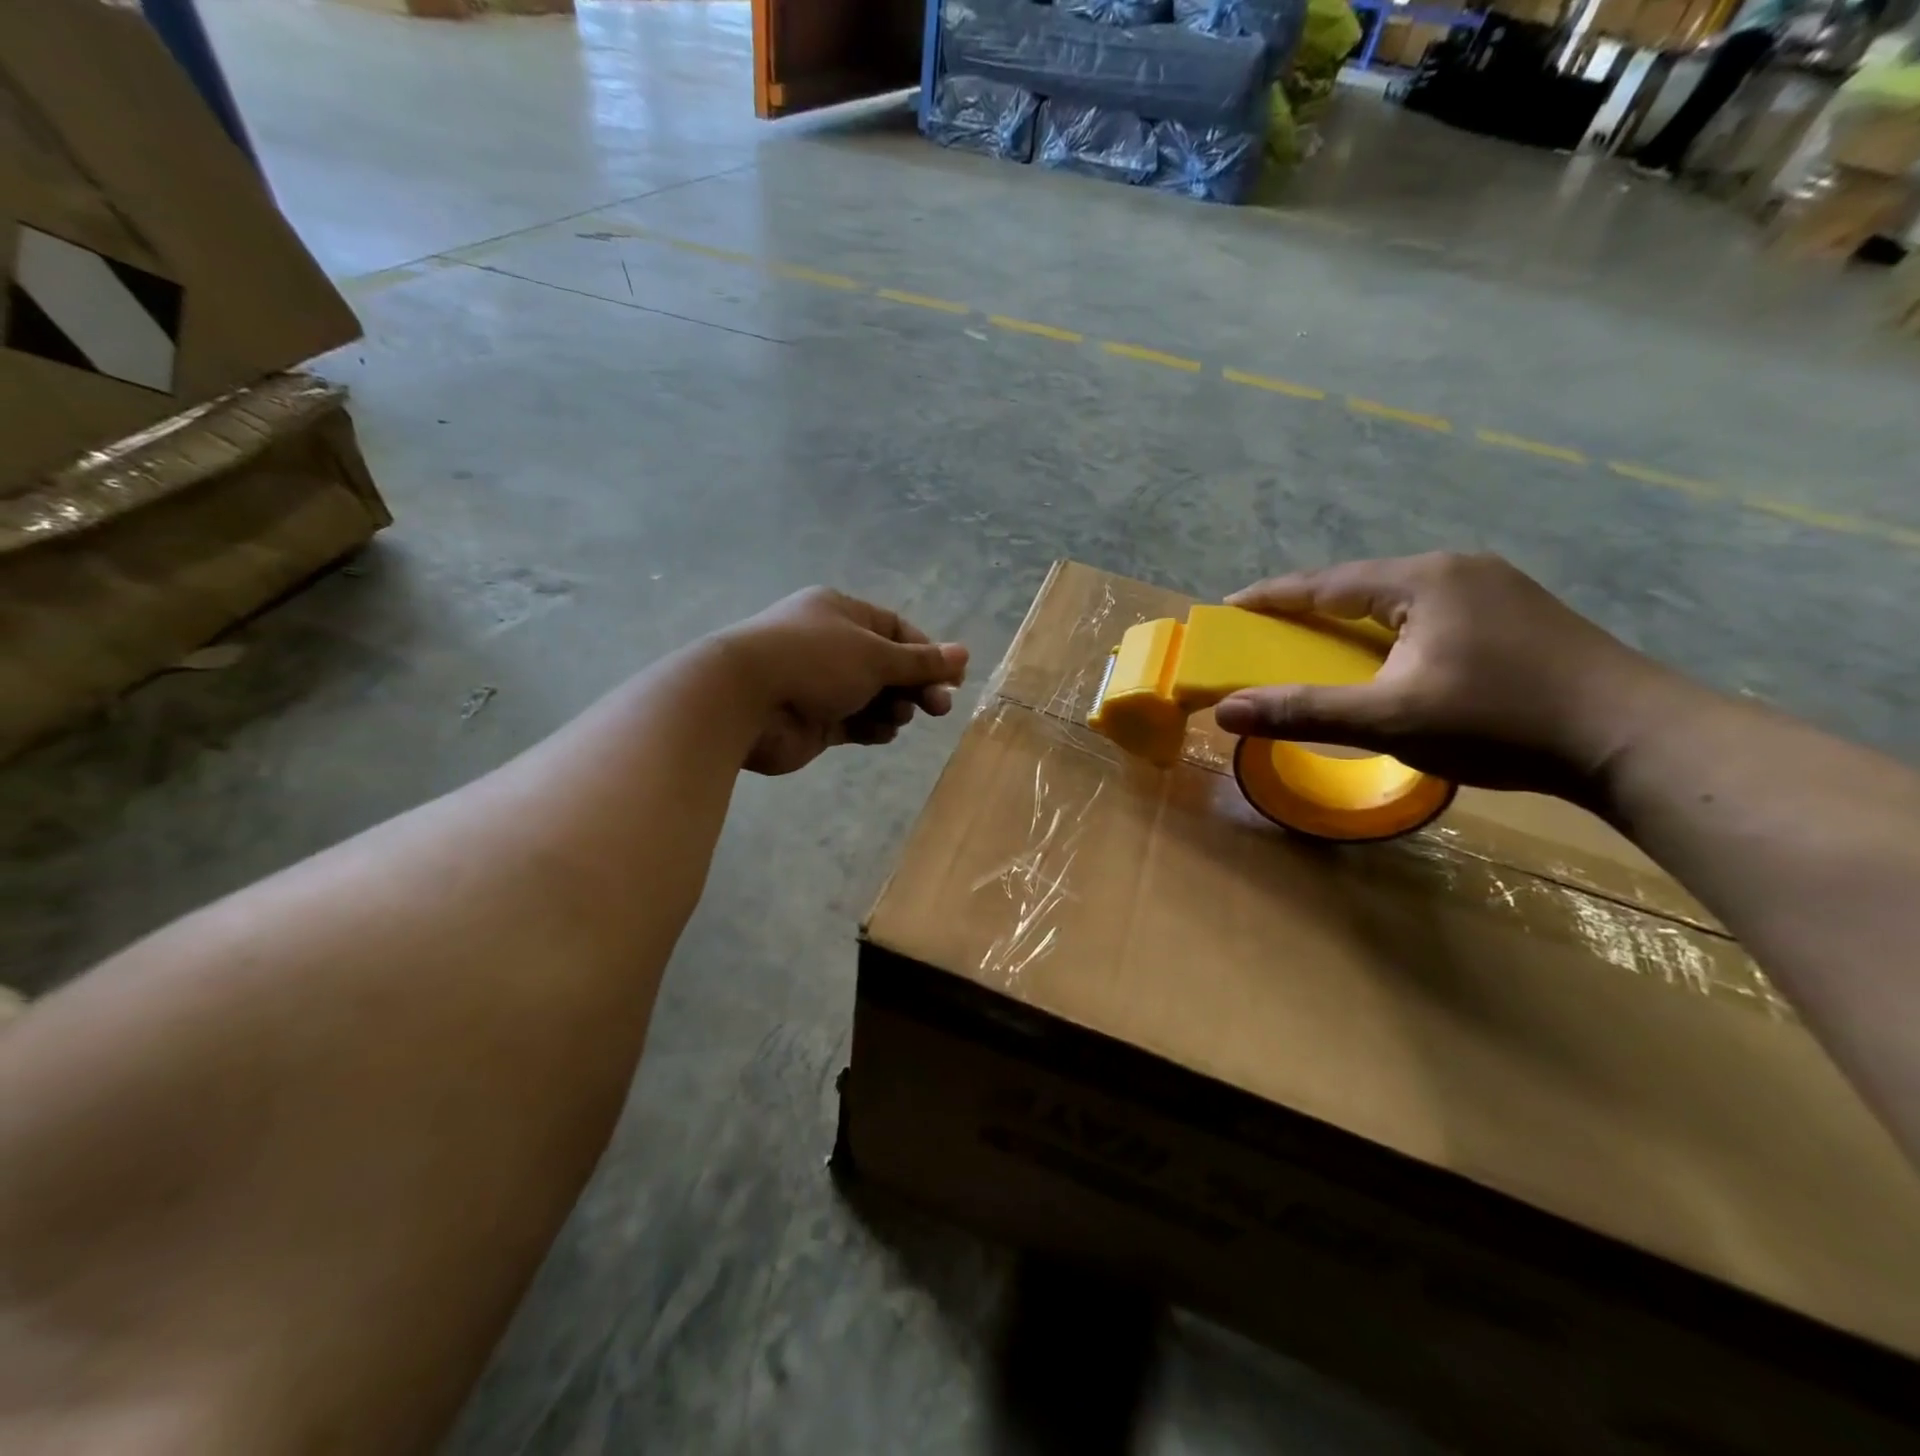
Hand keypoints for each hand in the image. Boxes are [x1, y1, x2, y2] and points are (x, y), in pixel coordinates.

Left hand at [715, 588, 968, 775]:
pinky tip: (880, 733)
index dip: (927, 654)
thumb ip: (921, 661)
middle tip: (939, 708)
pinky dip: (872, 728)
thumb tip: (964, 654)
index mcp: (842, 613)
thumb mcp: (876, 656)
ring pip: (874, 697)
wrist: (744, 700)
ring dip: (894, 708)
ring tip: (896, 717)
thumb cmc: (814, 661)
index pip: (897, 630)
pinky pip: (855, 723)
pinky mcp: (814, 721)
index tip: (953, 679)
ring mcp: (821, 685)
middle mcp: (832, 645)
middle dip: (915, 686)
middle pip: (888, 666)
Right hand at [1212, 553, 1684, 800]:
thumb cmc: (1500, 722)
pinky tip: (1388, 656)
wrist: (1634, 740)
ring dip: (1352, 620)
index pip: (1326, 582)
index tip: (1230, 607)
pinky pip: (1428, 613)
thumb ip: (1303, 711)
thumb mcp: (1389, 720)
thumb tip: (1225, 712)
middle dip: (1310, 607)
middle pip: (1361, 585)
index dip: (1273, 597)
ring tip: (1321, 643)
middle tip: (1270, 630)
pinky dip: (1389, 632)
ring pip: (1397, 599)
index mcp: (1423, 580)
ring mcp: (1493, 589)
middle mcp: (1457, 569)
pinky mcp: (1516, 615)